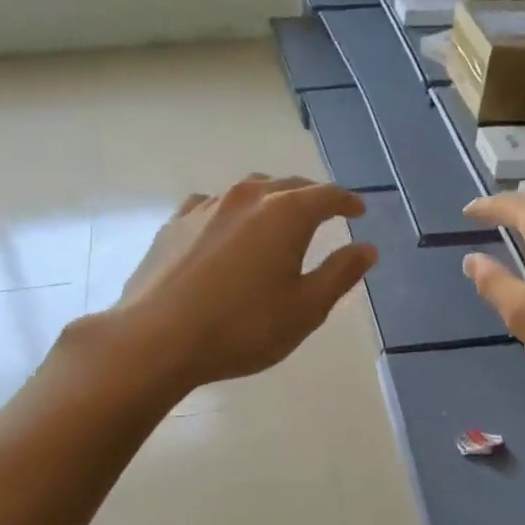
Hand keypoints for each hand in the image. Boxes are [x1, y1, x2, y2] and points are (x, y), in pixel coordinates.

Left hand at [101, 175, 377, 393]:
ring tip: (278, 217)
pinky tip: (226, 230)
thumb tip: (367, 248)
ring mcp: (205, 207)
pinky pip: (212, 206)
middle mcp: (247, 198)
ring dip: (271, 199)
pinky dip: (231, 212)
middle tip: (325, 212)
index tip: (358, 211)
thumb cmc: (244, 327)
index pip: (326, 195)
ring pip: (249, 191)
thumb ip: (340, 274)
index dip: (347, 202)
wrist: (157, 339)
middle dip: (311, 196)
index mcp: (286, 214)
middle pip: (288, 185)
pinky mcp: (174, 224)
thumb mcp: (306, 308)